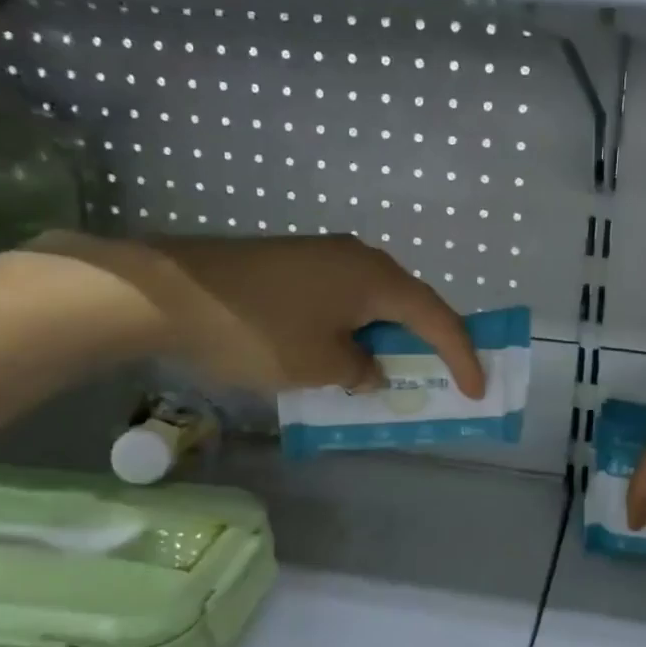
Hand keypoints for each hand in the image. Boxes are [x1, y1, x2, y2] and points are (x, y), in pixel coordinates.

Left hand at [40, 232, 486, 396]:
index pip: (437, 318)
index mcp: (377, 279)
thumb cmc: (257, 331)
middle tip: (440, 377)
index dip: (462, 357)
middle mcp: (358, 258)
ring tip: (389, 372)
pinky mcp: (293, 263)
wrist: (168, 293)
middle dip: (426, 344)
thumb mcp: (320, 366)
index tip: (477, 391)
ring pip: (373, 302)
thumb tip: (369, 369)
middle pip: (409, 304)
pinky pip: (342, 299)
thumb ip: (361, 372)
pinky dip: (353, 329)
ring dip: (386, 337)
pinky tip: (340, 353)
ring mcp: (322, 256)